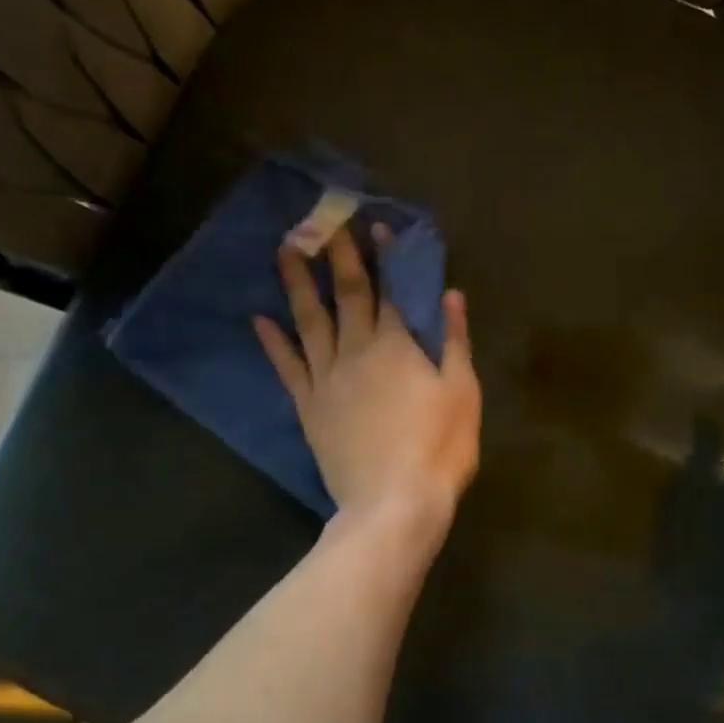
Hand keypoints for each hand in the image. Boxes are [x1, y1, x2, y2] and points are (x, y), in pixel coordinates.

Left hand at [254, 224, 480, 525]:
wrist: (394, 502)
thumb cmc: (440, 447)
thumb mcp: (463, 392)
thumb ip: (455, 340)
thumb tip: (450, 294)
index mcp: (399, 346)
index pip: (390, 290)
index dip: (382, 256)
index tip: (372, 225)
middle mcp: (358, 351)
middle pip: (345, 295)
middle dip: (335, 255)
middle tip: (320, 220)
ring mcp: (328, 379)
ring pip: (309, 321)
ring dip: (296, 284)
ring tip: (284, 250)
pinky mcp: (309, 407)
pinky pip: (288, 367)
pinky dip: (274, 342)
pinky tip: (259, 319)